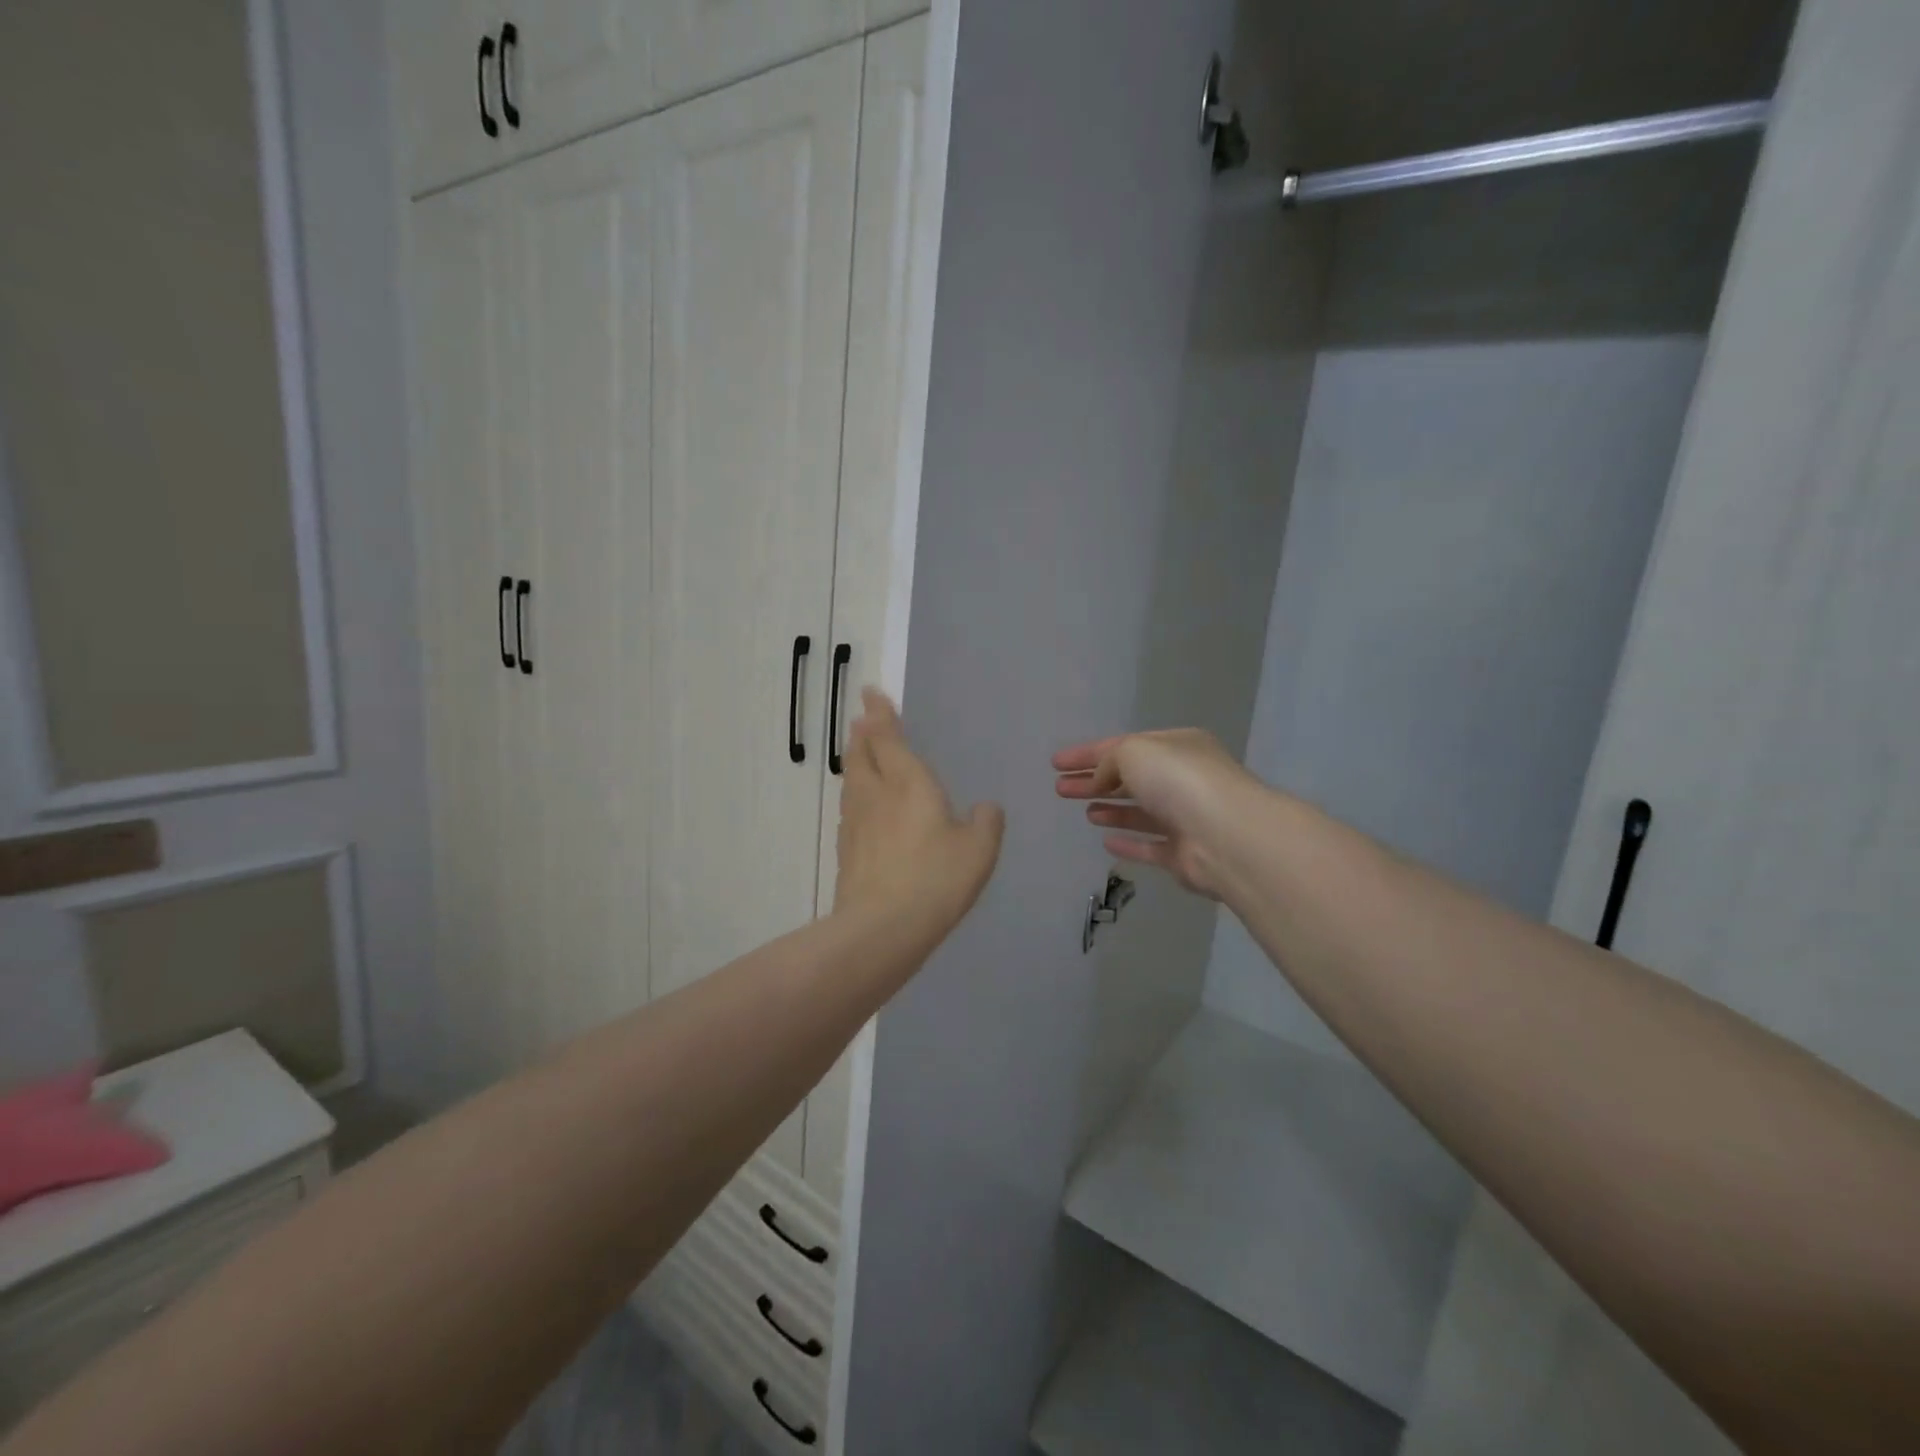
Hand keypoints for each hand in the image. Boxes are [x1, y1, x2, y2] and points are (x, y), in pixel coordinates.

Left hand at [836, 689, 1004, 936]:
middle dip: (862, 733)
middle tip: (863, 720)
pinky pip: (851, 808)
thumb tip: (985, 809)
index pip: (888, 737)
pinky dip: (856, 795)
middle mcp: (876, 793)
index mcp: (908, 782)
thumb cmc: (937, 878)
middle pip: (860, 753)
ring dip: (855, 761)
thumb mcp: (979, 849)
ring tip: (860, 755)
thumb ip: (986, 822)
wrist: (883, 927)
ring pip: (851, 780)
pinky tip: (864, 808)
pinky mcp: (846, 849)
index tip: (870, 693)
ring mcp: (856, 821)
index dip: (880, 713)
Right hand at [1052, 729, 1257, 899]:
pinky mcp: (1184, 855)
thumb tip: (1100, 781)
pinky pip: (1150, 846)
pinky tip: (1106, 841)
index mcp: (1177, 746)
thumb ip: (1109, 762)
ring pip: (1141, 812)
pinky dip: (1129, 842)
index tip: (1056, 764)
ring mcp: (1186, 818)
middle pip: (1130, 779)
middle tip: (1060, 788)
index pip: (1123, 746)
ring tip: (1084, 811)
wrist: (1226, 836)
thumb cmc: (1178, 781)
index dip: (1087, 753)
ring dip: (1112, 809)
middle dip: (1094, 782)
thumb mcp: (1134, 752)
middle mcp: (1184, 779)